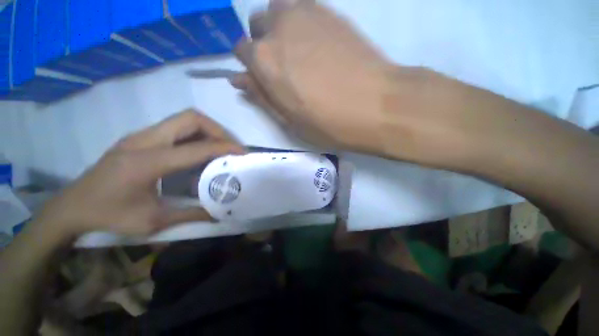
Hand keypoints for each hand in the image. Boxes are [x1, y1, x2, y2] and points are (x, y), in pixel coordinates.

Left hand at [36, 110, 243, 237]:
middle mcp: (145, 140)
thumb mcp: (153, 221)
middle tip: (230, 147)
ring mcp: (141, 135)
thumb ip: (192, 214)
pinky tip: (198, 152)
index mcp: (148, 161)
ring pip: (184, 119)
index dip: (224, 147)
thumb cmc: (109, 216)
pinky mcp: (140, 138)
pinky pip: (176, 128)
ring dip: (207, 130)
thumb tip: (220, 212)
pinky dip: (195, 135)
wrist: (71, 207)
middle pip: (191, 118)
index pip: (197, 147)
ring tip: (219, 148)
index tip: (243, 152)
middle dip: (217, 130)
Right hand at [231, 0, 395, 153]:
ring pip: (279, 10)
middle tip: (284, 68)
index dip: (251, 67)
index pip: (241, 51)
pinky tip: (316, 43)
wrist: (375, 105)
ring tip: (298, 53)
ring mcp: (306, 12)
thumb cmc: (328, 123)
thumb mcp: (289, 121)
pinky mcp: (331, 11)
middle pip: (258, 26)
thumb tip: (239, 79)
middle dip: (264, 44)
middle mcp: (278, 27)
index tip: (265, 79)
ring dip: (280, 28)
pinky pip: (303, 6)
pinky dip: (301, 21)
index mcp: (264, 60)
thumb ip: (261, 97)